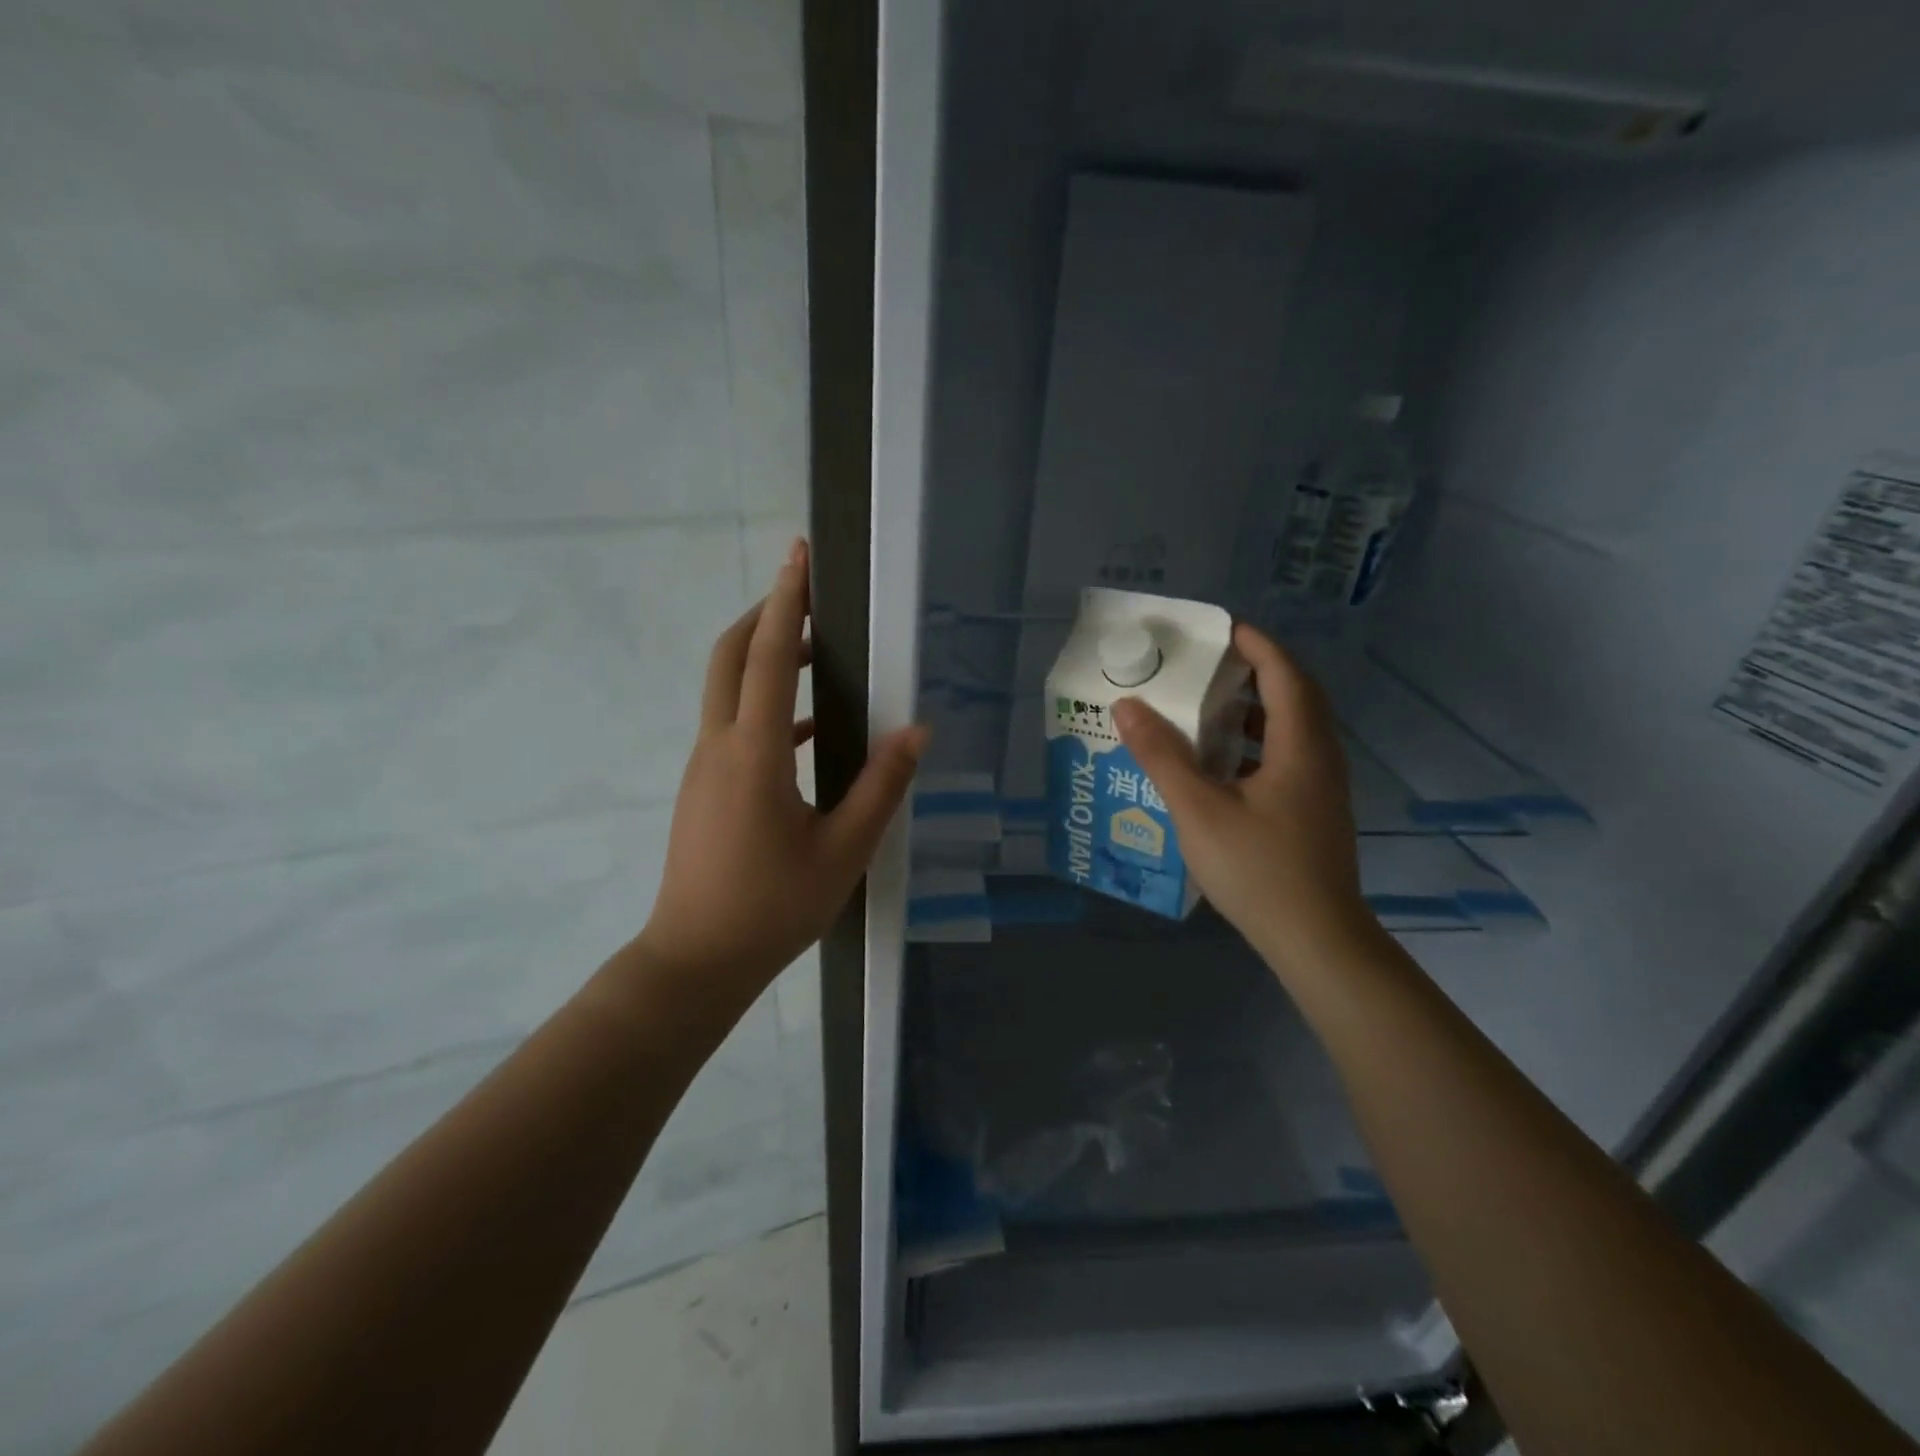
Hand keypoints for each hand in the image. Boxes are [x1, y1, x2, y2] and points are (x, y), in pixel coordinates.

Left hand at [637, 538, 928, 1005]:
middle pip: (729, 657)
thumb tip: (917, 731)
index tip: (799, 555)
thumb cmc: (773, 907)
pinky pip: (733, 727)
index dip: (786, 602)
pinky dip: (767, 708)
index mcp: (754, 754)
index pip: (767, 657)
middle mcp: (719, 747)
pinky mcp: (704, 788)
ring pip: (726, 690)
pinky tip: (810, 733)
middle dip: (764, 615)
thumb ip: (882, 786)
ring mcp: (704, 767)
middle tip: (806, 596)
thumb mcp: (843, 850)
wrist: (696, 961)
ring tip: (817, 654)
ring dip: (764, 659)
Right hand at [1111, 622, 1377, 977]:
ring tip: (1207, 707)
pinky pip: (1288, 757)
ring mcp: (1322, 788)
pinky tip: (1221, 764)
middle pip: (1295, 697)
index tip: (1221, 629)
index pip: (1284, 674)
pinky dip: (1256, 744)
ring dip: (1254, 710)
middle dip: (1255, 672)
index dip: (1256, 645)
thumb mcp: (1198, 810)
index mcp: (1300, 746)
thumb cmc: (1258, 869)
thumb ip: (1161, 756)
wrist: (1316, 939)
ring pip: (1292, 730)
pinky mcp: (1314, 812)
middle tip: (1208, 664)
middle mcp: (1320, 758)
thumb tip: (1127, 706)